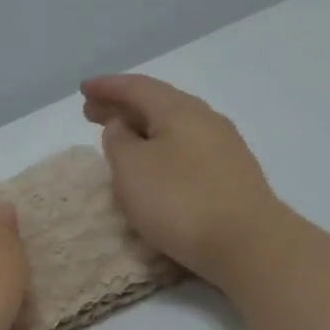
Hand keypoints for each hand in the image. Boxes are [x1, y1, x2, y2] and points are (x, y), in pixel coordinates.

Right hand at [81, 74, 284, 287]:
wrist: (246, 242)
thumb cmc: (180, 201)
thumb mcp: (132, 170)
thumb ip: (118, 142)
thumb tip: (121, 126)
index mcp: (179, 110)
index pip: (137, 87)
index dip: (107, 87)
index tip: (83, 88)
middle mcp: (205, 119)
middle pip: (157, 104)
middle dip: (122, 106)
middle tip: (92, 112)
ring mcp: (223, 146)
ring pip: (173, 127)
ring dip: (142, 128)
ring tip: (120, 138)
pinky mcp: (231, 174)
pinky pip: (187, 148)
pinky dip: (161, 147)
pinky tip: (155, 164)